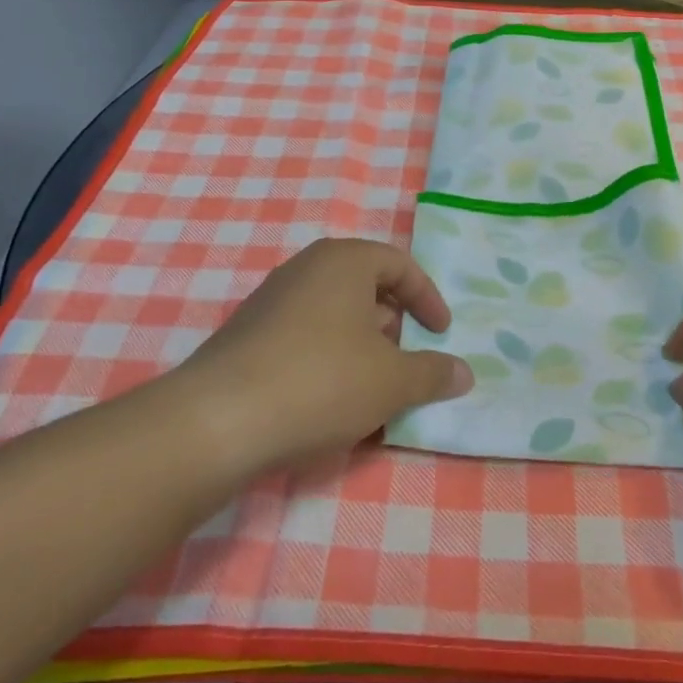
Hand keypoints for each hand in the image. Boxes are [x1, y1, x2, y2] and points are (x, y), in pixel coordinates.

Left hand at [174, 238, 471, 478]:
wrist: (218, 421)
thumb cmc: (321, 381)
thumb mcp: (392, 381)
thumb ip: (432, 373)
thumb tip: (464, 373)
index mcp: (344, 260)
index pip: (400, 265)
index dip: (428, 299)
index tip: (441, 334)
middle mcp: (306, 268)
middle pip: (365, 287)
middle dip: (393, 325)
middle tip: (406, 361)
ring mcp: (271, 300)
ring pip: (334, 315)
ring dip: (362, 347)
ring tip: (372, 389)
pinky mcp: (247, 335)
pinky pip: (304, 338)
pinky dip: (329, 360)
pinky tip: (330, 403)